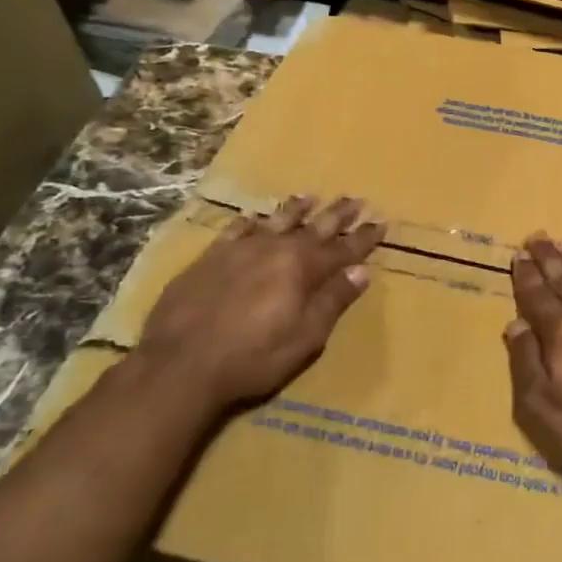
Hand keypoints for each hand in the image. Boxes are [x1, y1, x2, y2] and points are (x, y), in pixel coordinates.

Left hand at [137, 194, 382, 409]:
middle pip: (314, 227)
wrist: (179, 365)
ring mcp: (240, 250)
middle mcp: (275, 249)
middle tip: (355, 199)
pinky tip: (255, 217)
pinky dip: (250, 221)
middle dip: (337, 215)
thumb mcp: (305, 337)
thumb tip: (360, 271)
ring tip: (310, 197)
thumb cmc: (253, 358)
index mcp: (303, 268)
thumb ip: (333, 301)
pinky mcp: (210, 258)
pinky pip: (236, 230)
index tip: (381, 223)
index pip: (343, 248)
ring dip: (296, 209)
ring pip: (276, 221)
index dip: (363, 237)